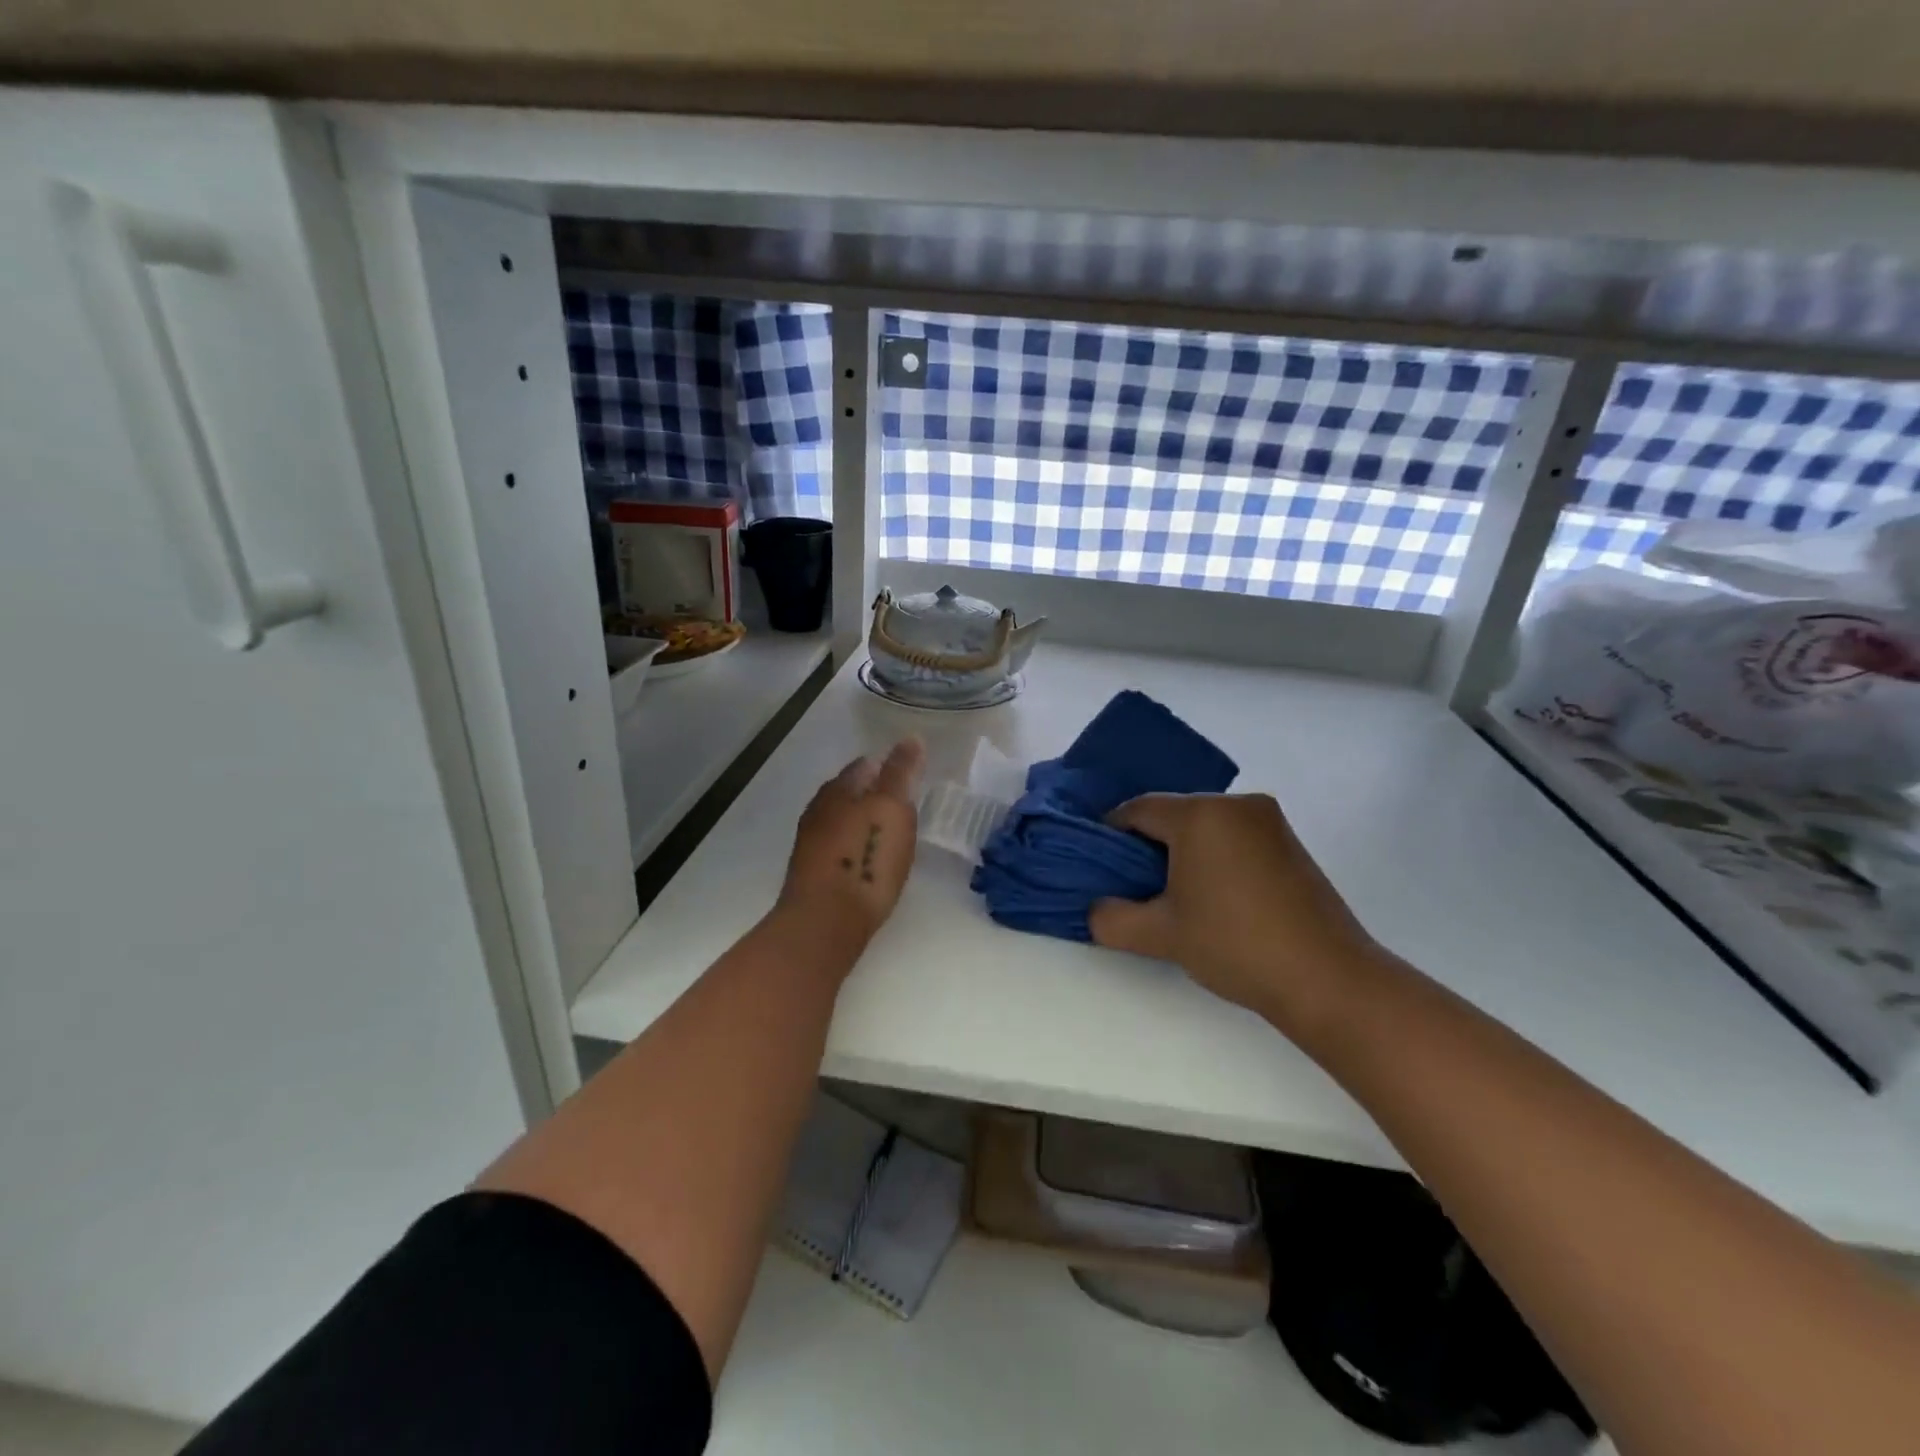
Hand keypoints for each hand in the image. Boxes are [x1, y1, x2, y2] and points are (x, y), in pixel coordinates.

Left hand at [778, 738, 925, 947]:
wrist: (826, 922)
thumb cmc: (866, 858)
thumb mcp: (892, 808)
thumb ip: (901, 773)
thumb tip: (910, 737)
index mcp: (838, 790)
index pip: (862, 766)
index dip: (885, 766)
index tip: (908, 774)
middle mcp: (819, 811)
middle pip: (848, 792)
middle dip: (872, 793)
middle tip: (902, 801)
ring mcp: (812, 844)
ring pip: (841, 820)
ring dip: (863, 821)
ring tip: (890, 831)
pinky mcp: (814, 875)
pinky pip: (839, 848)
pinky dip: (856, 846)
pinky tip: (869, 859)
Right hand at [1088, 793, 1382, 1035]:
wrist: (1327, 979)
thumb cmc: (1235, 945)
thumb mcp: (1161, 935)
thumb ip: (1111, 918)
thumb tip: (1093, 909)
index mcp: (1200, 814)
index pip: (1137, 809)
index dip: (1110, 835)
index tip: (1102, 869)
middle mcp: (1235, 804)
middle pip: (1173, 813)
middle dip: (1148, 845)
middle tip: (1136, 887)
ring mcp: (1269, 821)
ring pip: (1205, 824)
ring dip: (1183, 852)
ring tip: (1176, 896)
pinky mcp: (1290, 842)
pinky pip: (1234, 835)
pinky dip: (1215, 855)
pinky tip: (1215, 895)